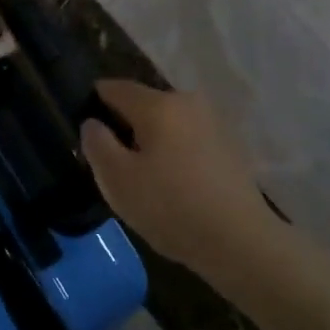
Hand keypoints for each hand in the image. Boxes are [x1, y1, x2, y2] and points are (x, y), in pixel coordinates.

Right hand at [81, 80, 275, 272]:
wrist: (242, 242)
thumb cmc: (172, 207)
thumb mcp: (118, 181)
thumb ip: (97, 144)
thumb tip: (93, 123)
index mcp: (157, 104)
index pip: (114, 88)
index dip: (94, 105)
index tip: (87, 133)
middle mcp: (187, 101)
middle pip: (143, 104)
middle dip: (125, 127)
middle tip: (114, 165)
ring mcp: (213, 121)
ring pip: (168, 122)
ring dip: (152, 141)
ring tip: (145, 179)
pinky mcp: (230, 145)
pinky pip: (189, 138)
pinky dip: (176, 153)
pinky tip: (175, 186)